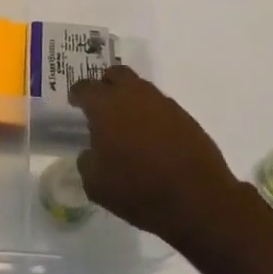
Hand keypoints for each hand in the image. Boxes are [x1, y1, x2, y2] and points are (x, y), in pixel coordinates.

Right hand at [68, 66, 249, 251]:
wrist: (197, 199)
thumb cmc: (138, 190)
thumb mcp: (96, 185)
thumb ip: (87, 161)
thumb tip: (91, 152)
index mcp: (106, 106)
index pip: (85, 87)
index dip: (77, 94)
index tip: (75, 104)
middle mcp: (134, 95)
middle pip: (116, 74)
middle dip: (105, 85)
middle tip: (101, 106)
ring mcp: (163, 103)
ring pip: (140, 88)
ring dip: (130, 99)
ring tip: (127, 124)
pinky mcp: (184, 116)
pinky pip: (160, 106)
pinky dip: (151, 115)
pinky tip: (151, 138)